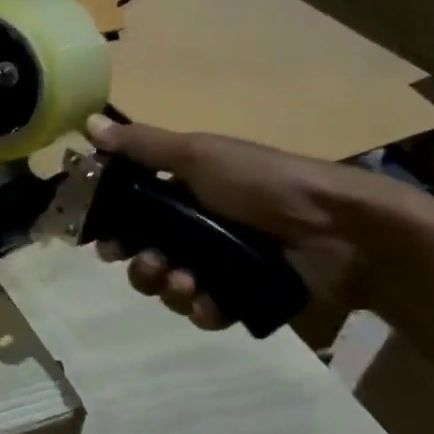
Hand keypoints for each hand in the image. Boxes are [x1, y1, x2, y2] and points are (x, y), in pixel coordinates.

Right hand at [85, 114, 396, 330]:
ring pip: (169, 285)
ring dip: (167, 287)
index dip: (111, 224)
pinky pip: (205, 311)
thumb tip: (88, 122)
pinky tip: (209, 302)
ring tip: (187, 282)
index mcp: (181, 191)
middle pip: (143, 252)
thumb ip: (142, 146)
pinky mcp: (243, 297)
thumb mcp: (199, 154)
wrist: (345, 232)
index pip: (129, 210)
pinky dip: (201, 309)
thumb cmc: (264, 184)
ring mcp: (219, 264)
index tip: (100, 236)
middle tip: (149, 263)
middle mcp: (194, 227)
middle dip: (138, 263)